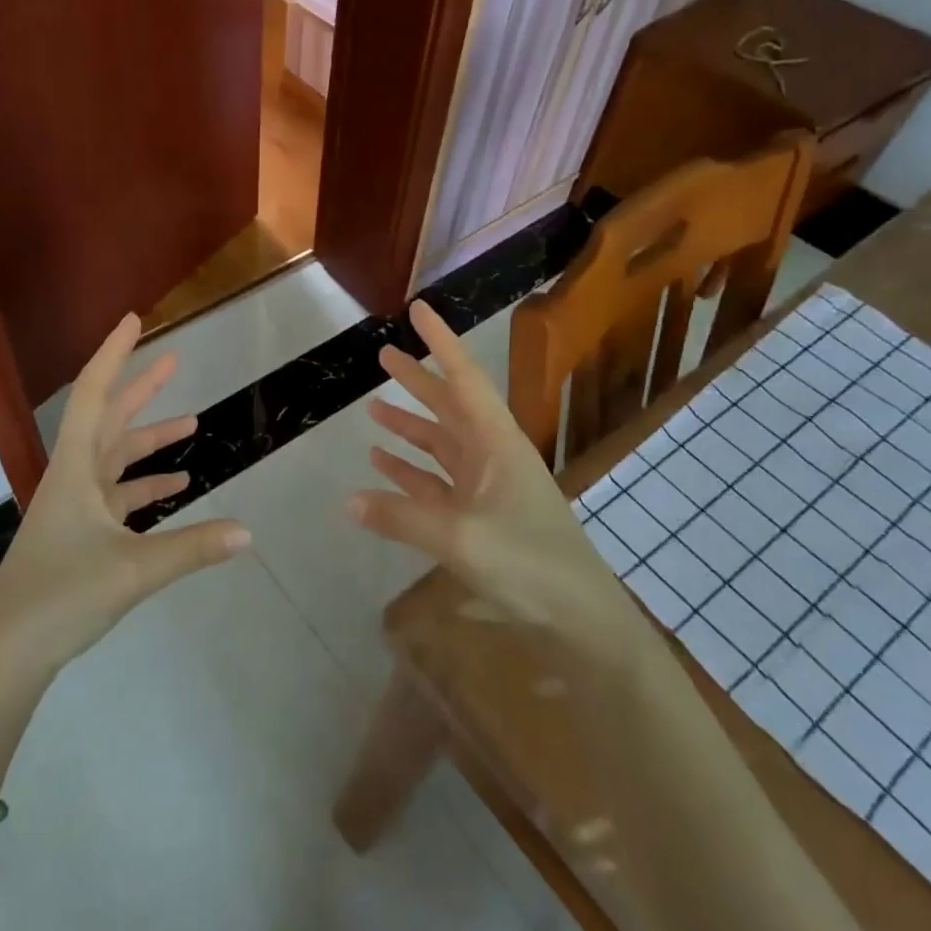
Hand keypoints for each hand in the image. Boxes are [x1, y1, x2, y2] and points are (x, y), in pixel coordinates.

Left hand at [0, 313, 249, 681]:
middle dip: (141, 388)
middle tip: (174, 360)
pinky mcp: (80, 535)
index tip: (134, 321)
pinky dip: (147, 487)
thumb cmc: (60, 596)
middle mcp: (73, 479)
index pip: (93, 395)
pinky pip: (119, 497)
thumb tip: (247, 533)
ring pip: (117, 459)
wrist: (7, 653)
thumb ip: (192, 549)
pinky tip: (177, 489)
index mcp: (75, 470)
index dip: (114, 355)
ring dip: (151, 440)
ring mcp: (75, 508)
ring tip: (192, 424)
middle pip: (108, 420)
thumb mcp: (133, 570)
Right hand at [349, 301, 640, 656]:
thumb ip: (403, 517)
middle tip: (384, 356)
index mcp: (497, 444)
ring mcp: (486, 487)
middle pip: (449, 407)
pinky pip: (437, 483)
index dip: (441, 342)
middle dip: (418, 381)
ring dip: (410, 427)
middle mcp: (492, 456)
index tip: (418, 310)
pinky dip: (410, 472)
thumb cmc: (531, 565)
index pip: (464, 379)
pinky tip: (383, 467)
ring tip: (374, 409)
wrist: (581, 620)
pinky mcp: (480, 517)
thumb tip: (349, 501)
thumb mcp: (462, 538)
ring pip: (441, 444)